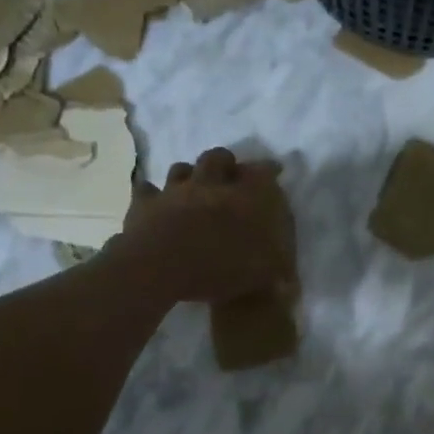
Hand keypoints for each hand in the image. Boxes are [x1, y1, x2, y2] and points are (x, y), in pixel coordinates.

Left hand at [116, 147, 295, 304]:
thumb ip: (276, 268)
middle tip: (230, 174)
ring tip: (194, 185)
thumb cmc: (216, 269)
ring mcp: (174, 191)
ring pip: (182, 168)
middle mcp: (209, 185)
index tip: (275, 170)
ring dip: (190, 174)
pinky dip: (152, 194)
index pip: (262, 172)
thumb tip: (288, 276)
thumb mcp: (259, 274)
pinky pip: (147, 190)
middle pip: (218, 158)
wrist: (158, 269)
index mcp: (242, 198)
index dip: (270, 169)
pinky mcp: (144, 203)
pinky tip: (156, 201)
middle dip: (226, 162)